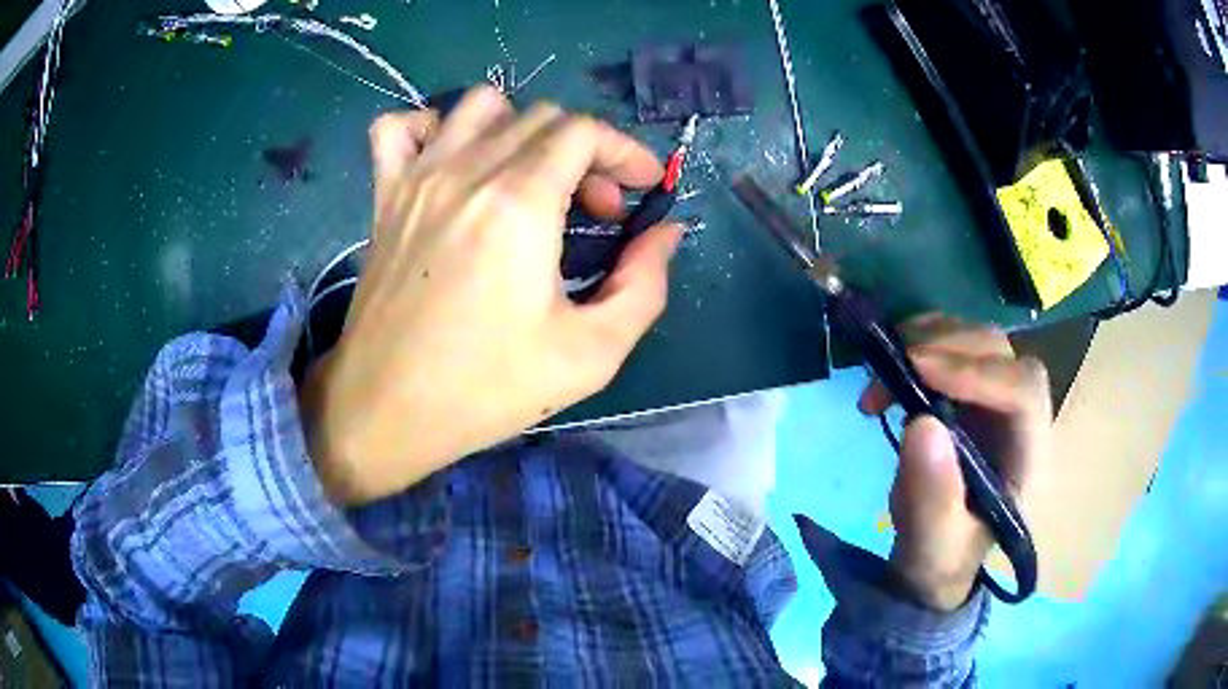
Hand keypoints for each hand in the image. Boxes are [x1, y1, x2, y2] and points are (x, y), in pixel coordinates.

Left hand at [301, 86, 681, 504]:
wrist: (387, 410)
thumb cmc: (487, 389)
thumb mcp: (591, 354)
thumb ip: (644, 285)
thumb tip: (666, 232)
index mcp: (519, 205)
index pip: (584, 131)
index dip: (625, 151)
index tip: (642, 188)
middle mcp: (466, 171)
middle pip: (542, 118)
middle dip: (586, 153)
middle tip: (594, 210)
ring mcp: (418, 177)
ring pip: (479, 105)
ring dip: (521, 129)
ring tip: (530, 179)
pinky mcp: (384, 195)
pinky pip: (400, 128)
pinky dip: (432, 128)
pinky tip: (451, 163)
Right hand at [858, 316, 1051, 611]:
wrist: (933, 558)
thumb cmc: (942, 559)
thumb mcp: (933, 547)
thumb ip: (934, 498)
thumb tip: (922, 424)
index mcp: (1028, 460)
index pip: (1023, 394)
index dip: (979, 374)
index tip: (920, 369)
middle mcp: (1020, 419)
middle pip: (1003, 354)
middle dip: (950, 348)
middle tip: (897, 364)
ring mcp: (995, 401)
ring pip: (977, 340)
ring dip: (930, 339)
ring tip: (885, 366)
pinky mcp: (969, 393)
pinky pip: (952, 347)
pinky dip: (919, 343)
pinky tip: (891, 367)